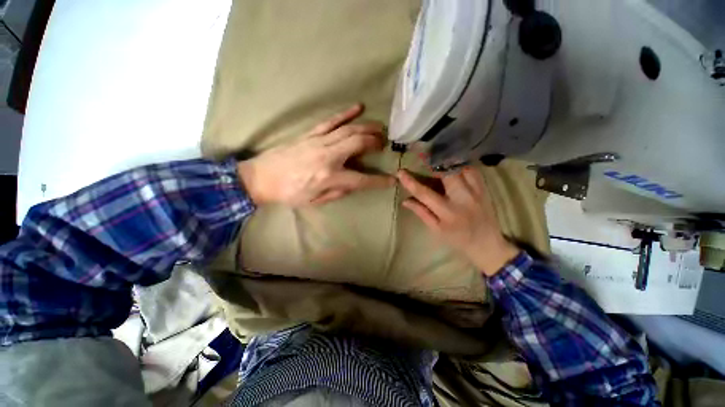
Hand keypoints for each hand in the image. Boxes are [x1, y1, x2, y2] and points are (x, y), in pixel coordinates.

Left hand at [238, 104, 394, 205]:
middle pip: (358, 143)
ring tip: (379, 128)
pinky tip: (358, 107)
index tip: (392, 180)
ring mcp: (319, 142)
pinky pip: (331, 121)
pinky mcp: (310, 134)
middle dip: (375, 142)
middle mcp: (328, 156)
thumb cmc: (289, 194)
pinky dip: (346, 114)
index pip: (362, 179)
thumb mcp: (315, 201)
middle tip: (384, 144)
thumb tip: (353, 185)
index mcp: (330, 177)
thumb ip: (338, 193)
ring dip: (367, 127)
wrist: (260, 178)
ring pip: (349, 130)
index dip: (379, 181)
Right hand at [397, 167, 519, 275]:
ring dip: (447, 161)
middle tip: (421, 154)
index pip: (425, 193)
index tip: (400, 172)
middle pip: (446, 174)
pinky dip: (461, 164)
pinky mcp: (484, 188)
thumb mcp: (436, 229)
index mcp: (447, 212)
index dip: (410, 182)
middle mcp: (462, 199)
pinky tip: (453, 163)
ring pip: (461, 168)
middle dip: (432, 161)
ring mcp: (476, 192)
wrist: (487, 244)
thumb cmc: (457, 239)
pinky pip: (472, 170)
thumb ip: (421, 213)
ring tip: (436, 156)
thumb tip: (405, 200)